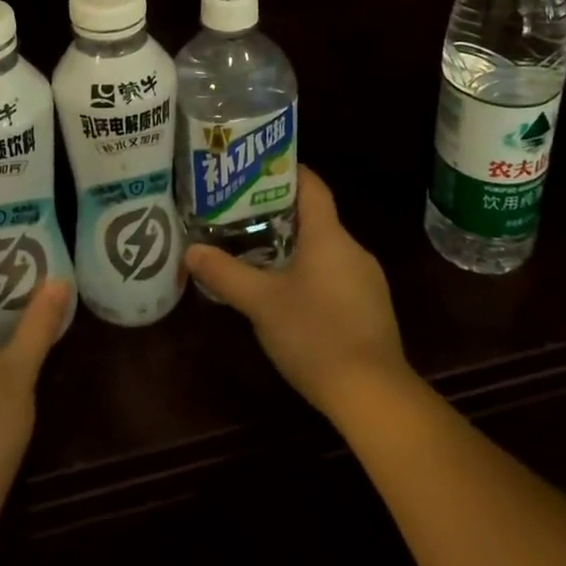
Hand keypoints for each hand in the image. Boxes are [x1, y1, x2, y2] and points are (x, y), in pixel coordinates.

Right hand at [184, 165, 412, 423]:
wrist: (374, 396)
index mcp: (328, 235)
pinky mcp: (371, 309)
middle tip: (241, 215)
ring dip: (294, 247)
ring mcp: (367, 280)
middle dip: (279, 213)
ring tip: (256, 253)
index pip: (311, 185)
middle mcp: (352, 248)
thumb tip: (190, 250)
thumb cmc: (315, 334)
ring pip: (325, 249)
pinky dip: (311, 274)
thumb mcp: (261, 303)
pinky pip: (336, 275)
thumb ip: (225, 273)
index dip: (285, 171)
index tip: (255, 169)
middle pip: (315, 217)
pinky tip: (288, 296)